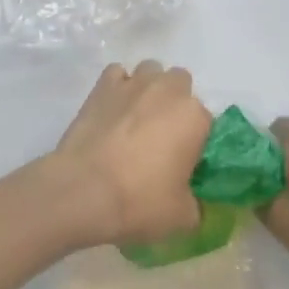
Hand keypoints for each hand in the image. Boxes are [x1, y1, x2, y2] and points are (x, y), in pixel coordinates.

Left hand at [49, 61, 211, 248]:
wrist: (83, 190)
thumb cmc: (139, 201)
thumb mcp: (181, 217)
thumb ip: (196, 204)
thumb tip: (193, 202)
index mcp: (194, 117)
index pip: (206, 122)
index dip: (195, 141)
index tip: (183, 162)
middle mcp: (168, 90)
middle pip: (181, 84)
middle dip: (175, 103)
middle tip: (162, 136)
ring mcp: (134, 82)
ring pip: (151, 71)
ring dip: (149, 88)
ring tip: (136, 118)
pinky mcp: (103, 85)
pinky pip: (118, 74)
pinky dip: (118, 86)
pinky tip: (112, 109)